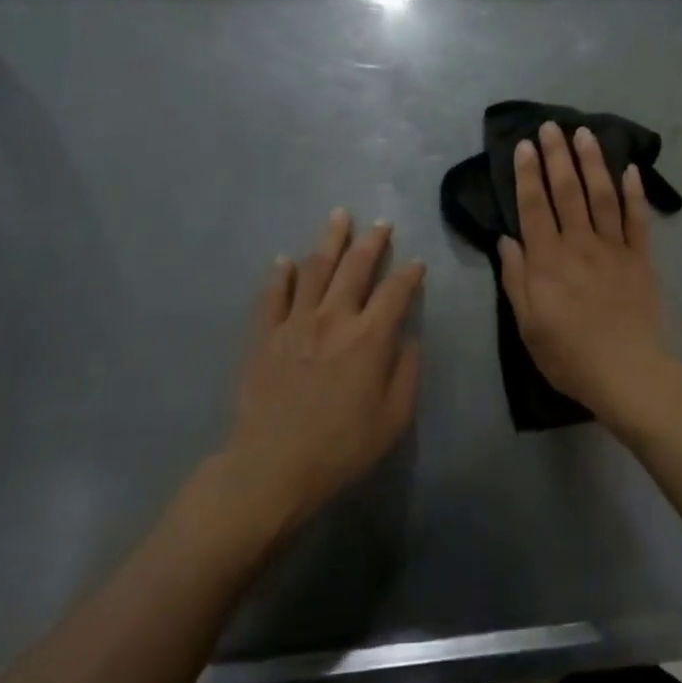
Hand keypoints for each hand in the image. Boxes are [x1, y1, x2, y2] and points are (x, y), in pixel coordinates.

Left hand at [221, 209, 423, 535]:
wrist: (273, 465)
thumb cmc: (342, 446)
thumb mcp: (394, 417)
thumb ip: (406, 372)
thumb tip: (407, 337)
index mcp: (370, 338)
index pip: (396, 292)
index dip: (410, 274)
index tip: (417, 262)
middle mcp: (334, 318)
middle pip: (355, 268)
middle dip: (371, 242)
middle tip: (380, 223)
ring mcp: (295, 322)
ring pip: (314, 269)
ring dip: (329, 241)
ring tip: (338, 217)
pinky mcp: (264, 335)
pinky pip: (272, 295)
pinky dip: (280, 273)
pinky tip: (285, 259)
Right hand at [498, 121, 678, 425]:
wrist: (627, 373)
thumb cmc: (569, 355)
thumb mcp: (528, 324)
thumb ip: (516, 279)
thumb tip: (507, 239)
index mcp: (547, 260)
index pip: (534, 206)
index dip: (527, 174)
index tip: (523, 146)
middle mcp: (579, 244)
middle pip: (567, 191)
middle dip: (557, 156)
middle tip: (551, 125)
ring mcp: (614, 249)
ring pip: (602, 195)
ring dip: (592, 162)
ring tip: (584, 133)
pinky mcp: (641, 259)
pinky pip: (638, 220)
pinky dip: (635, 193)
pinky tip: (630, 169)